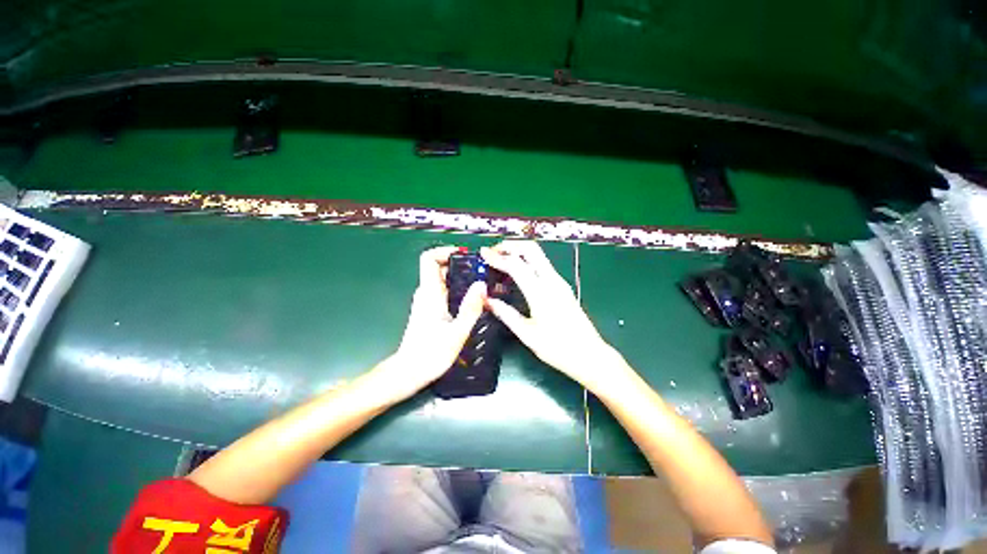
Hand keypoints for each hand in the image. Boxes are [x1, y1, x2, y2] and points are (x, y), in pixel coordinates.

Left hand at [379, 246, 486, 399]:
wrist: (409, 373)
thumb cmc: (430, 354)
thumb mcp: (457, 332)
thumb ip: (470, 308)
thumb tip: (481, 284)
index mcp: (430, 293)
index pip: (428, 258)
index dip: (445, 251)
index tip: (465, 255)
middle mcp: (426, 293)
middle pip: (440, 267)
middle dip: (461, 265)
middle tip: (482, 272)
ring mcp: (426, 302)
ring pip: (443, 280)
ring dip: (461, 278)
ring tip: (481, 285)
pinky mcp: (429, 310)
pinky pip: (443, 291)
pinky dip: (457, 290)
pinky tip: (471, 301)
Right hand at [480, 241, 630, 394]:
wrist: (590, 355)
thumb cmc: (558, 348)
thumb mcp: (527, 334)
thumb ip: (506, 314)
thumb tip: (487, 301)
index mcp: (541, 292)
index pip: (516, 265)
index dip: (497, 257)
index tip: (482, 253)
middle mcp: (552, 281)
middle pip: (531, 249)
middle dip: (510, 246)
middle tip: (493, 252)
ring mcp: (559, 282)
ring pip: (538, 255)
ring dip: (519, 252)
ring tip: (501, 260)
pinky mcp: (563, 286)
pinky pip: (542, 265)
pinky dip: (527, 261)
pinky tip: (517, 272)